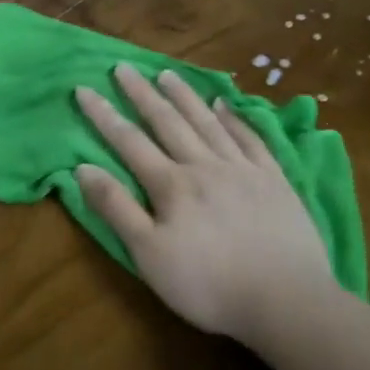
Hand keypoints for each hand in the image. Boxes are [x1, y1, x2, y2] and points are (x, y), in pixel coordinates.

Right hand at [74, 65, 336, 347]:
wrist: (287, 302)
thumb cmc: (207, 284)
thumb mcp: (148, 254)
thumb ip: (116, 208)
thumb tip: (82, 168)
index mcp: (171, 185)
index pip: (128, 141)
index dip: (103, 114)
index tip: (83, 88)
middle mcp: (205, 166)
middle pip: (168, 122)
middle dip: (142, 94)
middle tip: (124, 67)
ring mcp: (244, 170)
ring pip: (208, 123)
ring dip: (185, 97)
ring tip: (167, 74)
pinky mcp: (276, 182)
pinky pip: (252, 139)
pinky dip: (236, 119)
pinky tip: (226, 105)